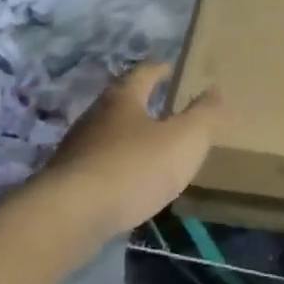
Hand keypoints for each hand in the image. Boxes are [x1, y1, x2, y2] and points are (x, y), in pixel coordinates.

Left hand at [40, 63, 221, 239]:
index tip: (170, 69)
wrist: (73, 213)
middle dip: (141, 103)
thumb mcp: (184, 139)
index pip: (142, 74)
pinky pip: (98, 166)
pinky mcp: (68, 181)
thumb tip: (215, 89)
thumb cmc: (135, 167)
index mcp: (122, 99)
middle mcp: (94, 117)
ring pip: (107, 135)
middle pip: (120, 102)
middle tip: (163, 108)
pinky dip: (116, 168)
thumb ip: (203, 115)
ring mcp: (77, 149)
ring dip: (127, 138)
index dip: (159, 70)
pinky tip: (128, 183)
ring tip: (150, 149)